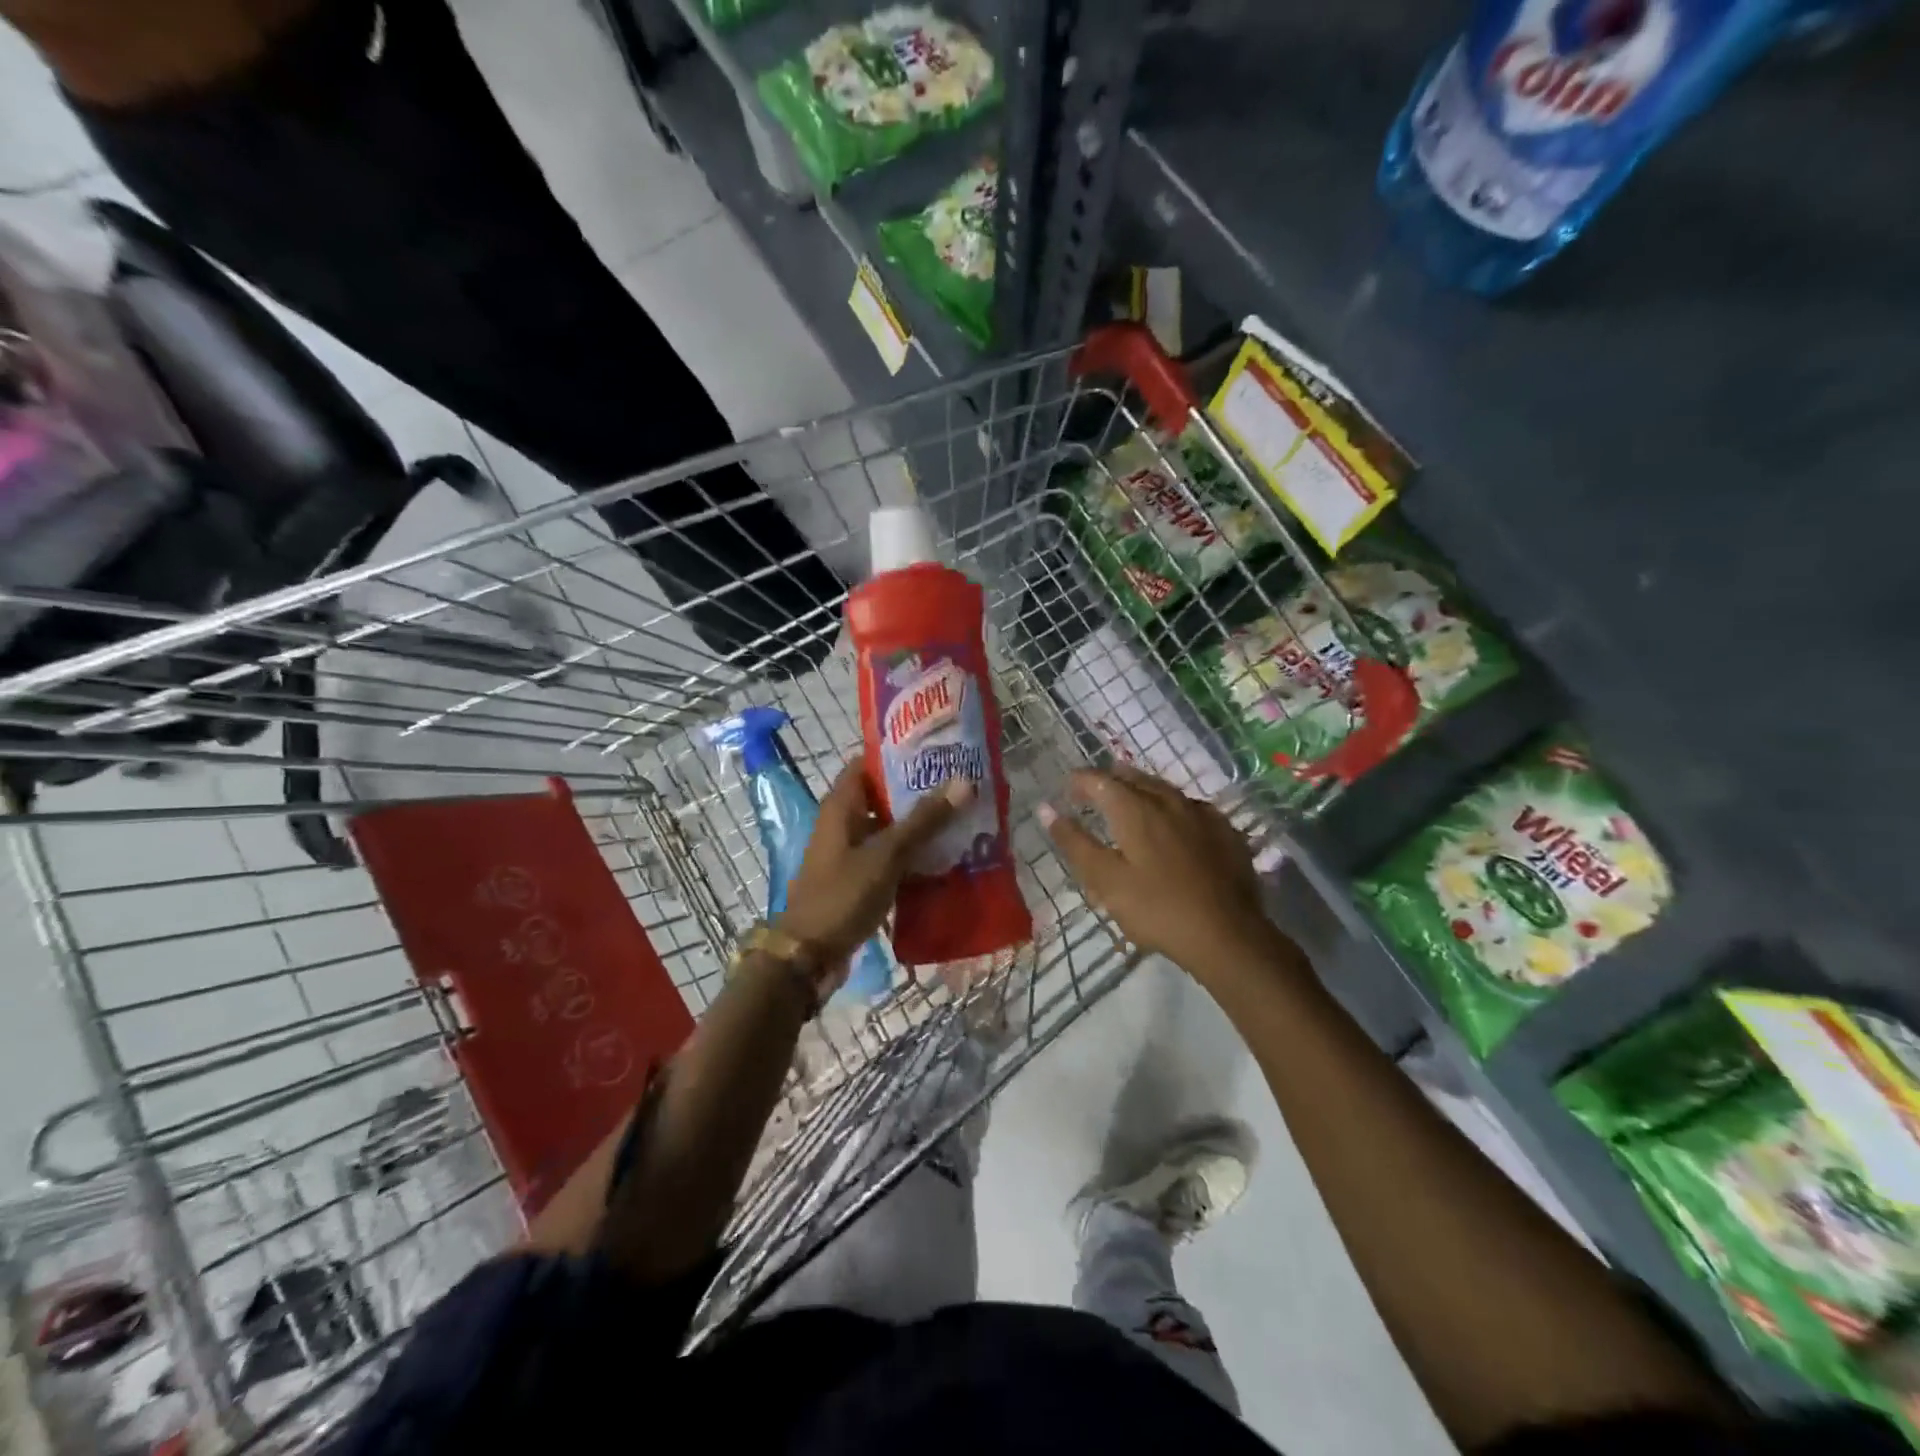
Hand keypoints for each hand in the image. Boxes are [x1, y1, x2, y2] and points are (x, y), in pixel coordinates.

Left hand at [778, 762, 972, 964]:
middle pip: (882, 796)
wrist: (809, 955)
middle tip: (960, 786)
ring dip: (919, 827)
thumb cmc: (843, 895)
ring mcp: (849, 853)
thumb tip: (963, 781)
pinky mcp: (858, 879)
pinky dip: (912, 856)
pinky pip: (889, 858)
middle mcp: (843, 823)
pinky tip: (945, 859)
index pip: (867, 763)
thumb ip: (924, 820)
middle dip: (918, 792)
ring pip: (889, 829)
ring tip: (961, 819)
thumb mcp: (886, 855)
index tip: (935, 751)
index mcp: (841, 807)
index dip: (897, 754)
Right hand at [1040, 765, 1274, 977]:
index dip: (1080, 781)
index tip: (1067, 790)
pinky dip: (1174, 807)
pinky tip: (1176, 821)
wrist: (1227, 934)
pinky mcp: (1226, 832)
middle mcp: (1169, 800)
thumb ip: (1075, 842)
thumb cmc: (1157, 909)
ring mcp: (1202, 814)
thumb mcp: (1105, 880)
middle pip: (1134, 779)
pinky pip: (1192, 807)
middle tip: (1094, 792)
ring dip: (1142, 790)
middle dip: (1110, 781)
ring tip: (1131, 801)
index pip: (1100, 780)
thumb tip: (1046, 809)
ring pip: (1165, 790)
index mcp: (1135, 809)